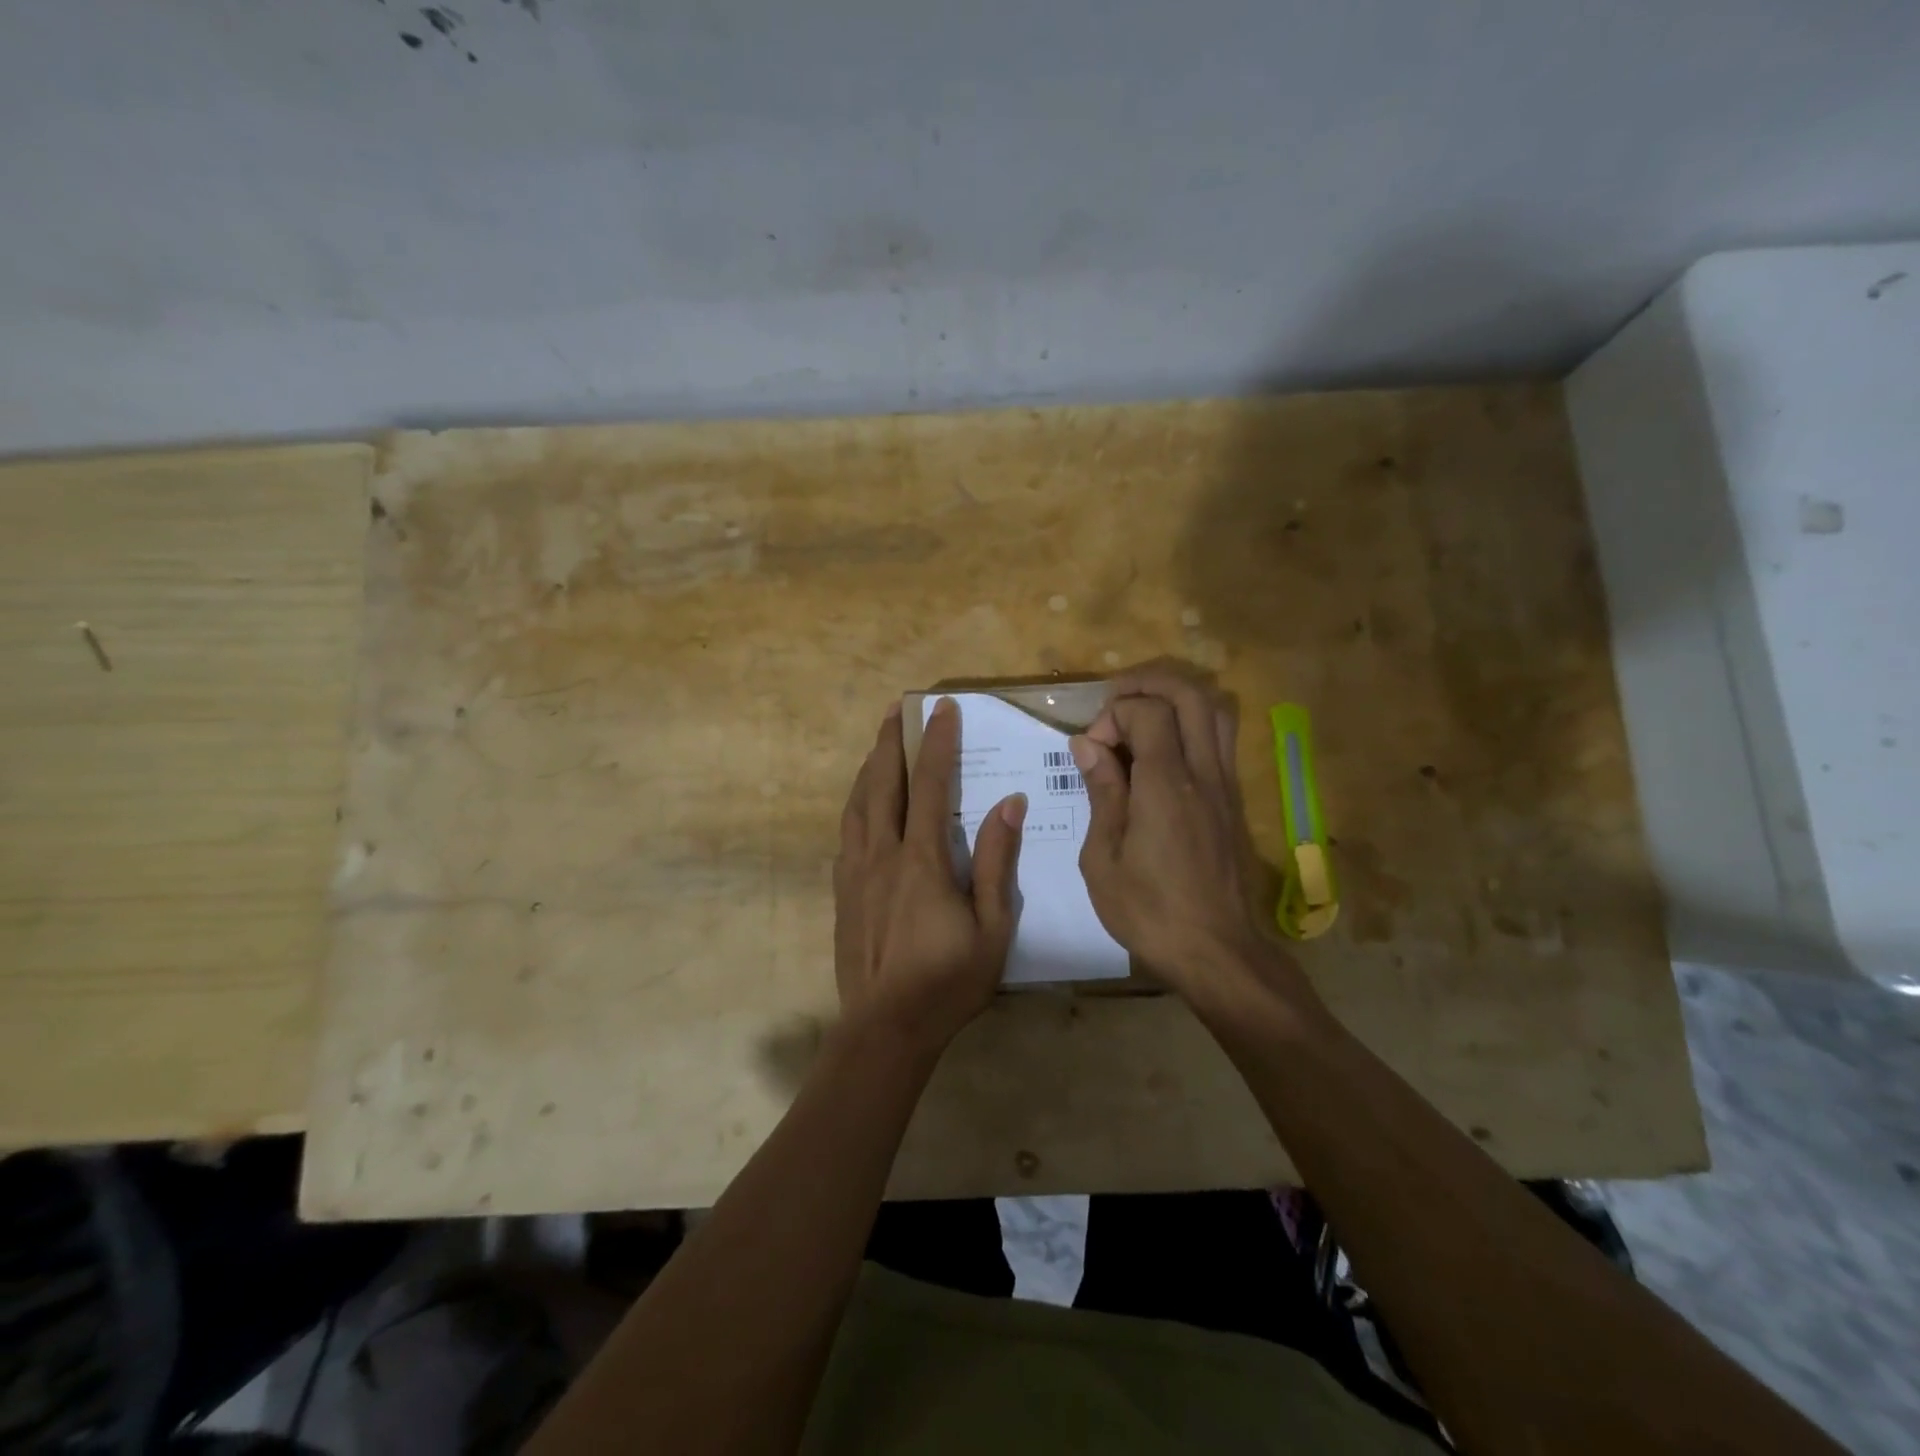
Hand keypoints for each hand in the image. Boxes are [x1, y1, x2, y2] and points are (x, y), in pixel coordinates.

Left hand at [833, 698, 1025, 1056]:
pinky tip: (861, 805)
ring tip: (879, 745)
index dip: (937, 743)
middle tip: (898, 709)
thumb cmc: (948, 981)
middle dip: (891, 741)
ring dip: (868, 768)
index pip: (930, 786)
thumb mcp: (992, 928)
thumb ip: (998, 863)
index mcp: (922, 861)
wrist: (885, 1029)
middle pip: (882, 784)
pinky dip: (855, 805)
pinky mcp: (842, 892)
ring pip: (857, 804)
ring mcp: (855, 873)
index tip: (943, 709)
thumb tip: (1008, 804)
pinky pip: (846, 833)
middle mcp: (882, 855)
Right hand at [1072, 661, 1319, 1020]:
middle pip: (1190, 694)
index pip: (1148, 711)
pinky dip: (1190, 724)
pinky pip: (1219, 739)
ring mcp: (1225, 785)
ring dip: (1175, 698)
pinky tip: (1161, 750)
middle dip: (1148, 683)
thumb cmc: (1148, 911)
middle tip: (1114, 701)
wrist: (1216, 952)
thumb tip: (1087, 745)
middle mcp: (1203, 773)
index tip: (1090, 750)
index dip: (1113, 715)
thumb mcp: (1103, 857)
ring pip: (1214, 710)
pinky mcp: (1233, 800)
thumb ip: (1101, 792)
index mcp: (1166, 785)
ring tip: (1139, 715)